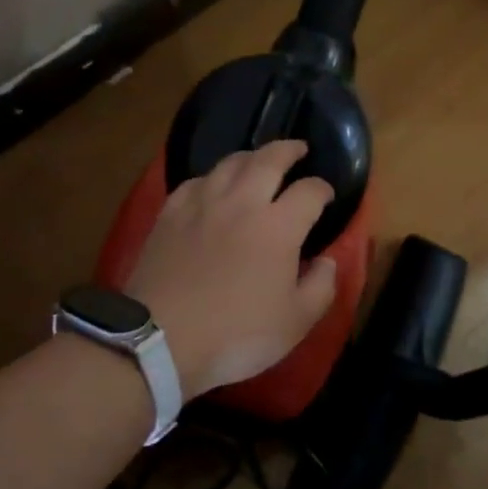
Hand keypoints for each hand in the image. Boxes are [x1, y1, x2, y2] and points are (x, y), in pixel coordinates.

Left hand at [124, 140, 338, 395]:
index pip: (310, 191)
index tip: (327, 195)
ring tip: (258, 161)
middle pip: (269, 159)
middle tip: (298, 149)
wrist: (160, 340)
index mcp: (278, 226)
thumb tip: (327, 261)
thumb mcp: (295, 323)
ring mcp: (202, 204)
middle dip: (289, 150)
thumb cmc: (236, 334)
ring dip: (250, 157)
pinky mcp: (170, 214)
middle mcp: (242, 202)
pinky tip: (212, 185)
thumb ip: (321, 287)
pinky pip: (196, 181)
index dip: (323, 189)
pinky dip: (212, 177)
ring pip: (229, 163)